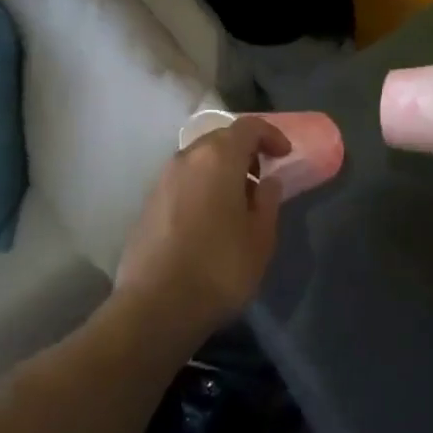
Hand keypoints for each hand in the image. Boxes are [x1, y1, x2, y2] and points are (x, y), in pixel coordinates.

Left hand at [115, 115, 289, 341]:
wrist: (157, 306)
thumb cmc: (220, 268)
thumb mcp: (261, 237)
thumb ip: (268, 201)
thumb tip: (268, 181)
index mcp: (218, 159)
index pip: (247, 127)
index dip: (270, 135)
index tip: (285, 154)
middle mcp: (186, 159)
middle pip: (219, 139)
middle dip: (244, 150)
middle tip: (262, 175)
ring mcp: (162, 181)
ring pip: (197, 159)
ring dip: (221, 169)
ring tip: (238, 199)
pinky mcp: (148, 204)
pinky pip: (182, 180)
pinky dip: (201, 185)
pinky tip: (211, 217)